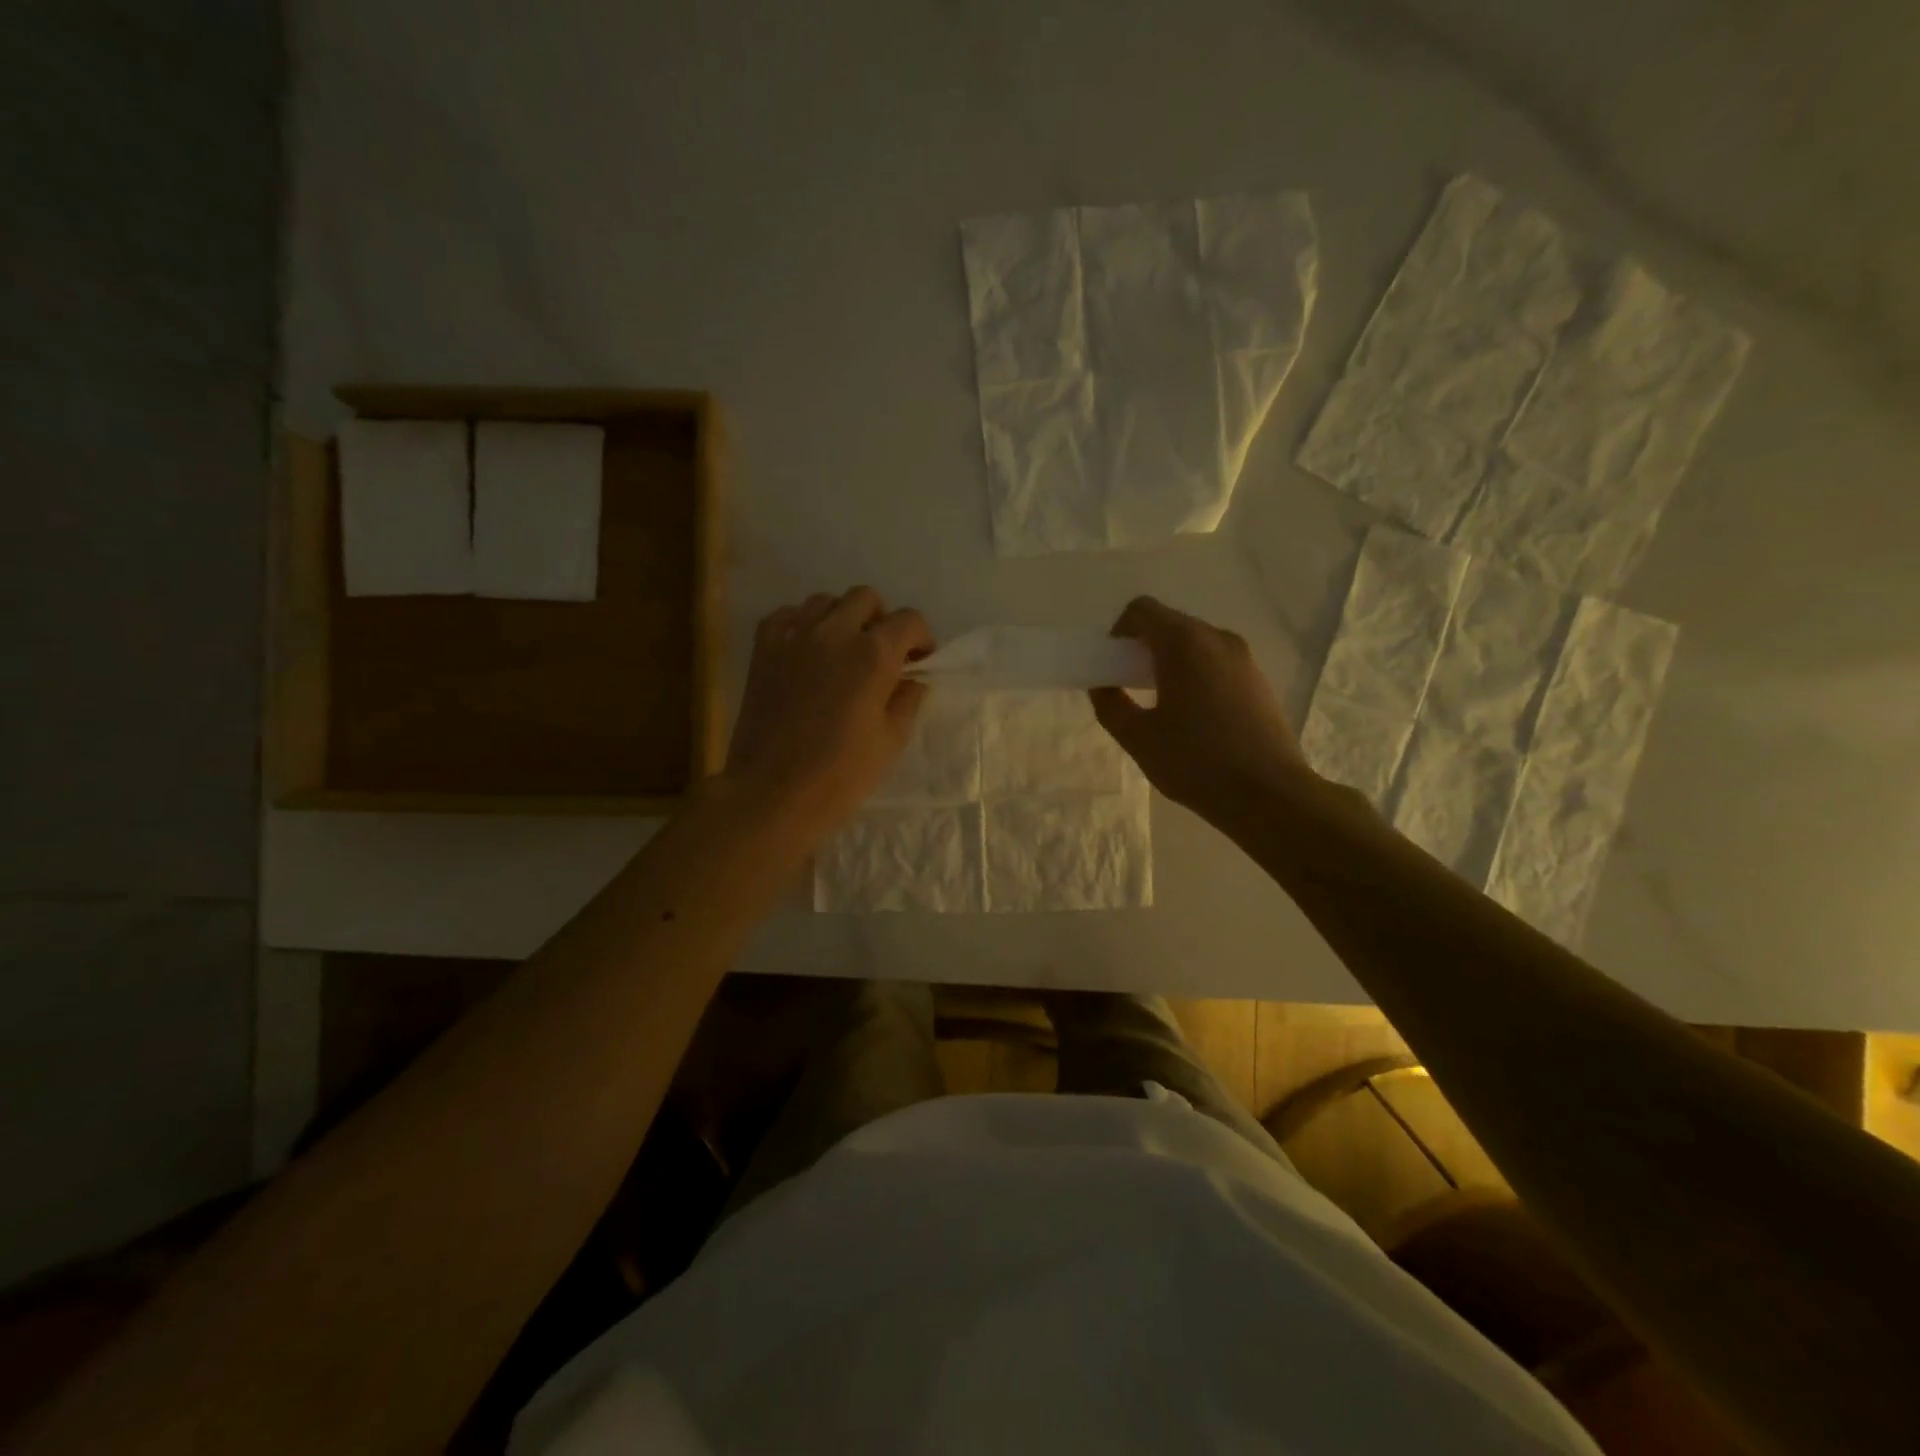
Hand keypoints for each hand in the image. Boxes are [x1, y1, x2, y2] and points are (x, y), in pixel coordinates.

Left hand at [727, 586, 932, 832]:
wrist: (772, 794)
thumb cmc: (840, 776)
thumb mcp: (890, 741)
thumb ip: (906, 700)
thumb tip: (912, 679)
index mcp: (873, 655)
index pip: (909, 620)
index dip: (920, 639)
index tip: (918, 662)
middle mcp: (835, 633)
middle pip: (866, 599)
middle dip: (881, 621)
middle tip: (881, 655)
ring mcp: (794, 637)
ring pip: (825, 601)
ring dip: (842, 619)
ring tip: (842, 652)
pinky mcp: (763, 649)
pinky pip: (787, 615)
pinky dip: (802, 624)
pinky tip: (806, 651)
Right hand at [1090, 597, 1309, 825]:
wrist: (1269, 795)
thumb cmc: (1195, 763)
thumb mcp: (1138, 738)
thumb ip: (1111, 705)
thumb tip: (1103, 686)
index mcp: (1184, 644)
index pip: (1142, 611)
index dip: (1119, 632)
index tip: (1113, 667)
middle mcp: (1217, 639)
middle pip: (1170, 624)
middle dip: (1144, 649)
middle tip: (1131, 688)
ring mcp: (1244, 658)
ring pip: (1195, 644)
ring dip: (1170, 662)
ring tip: (1163, 706)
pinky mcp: (1259, 680)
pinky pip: (1217, 662)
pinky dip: (1196, 674)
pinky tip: (1194, 717)